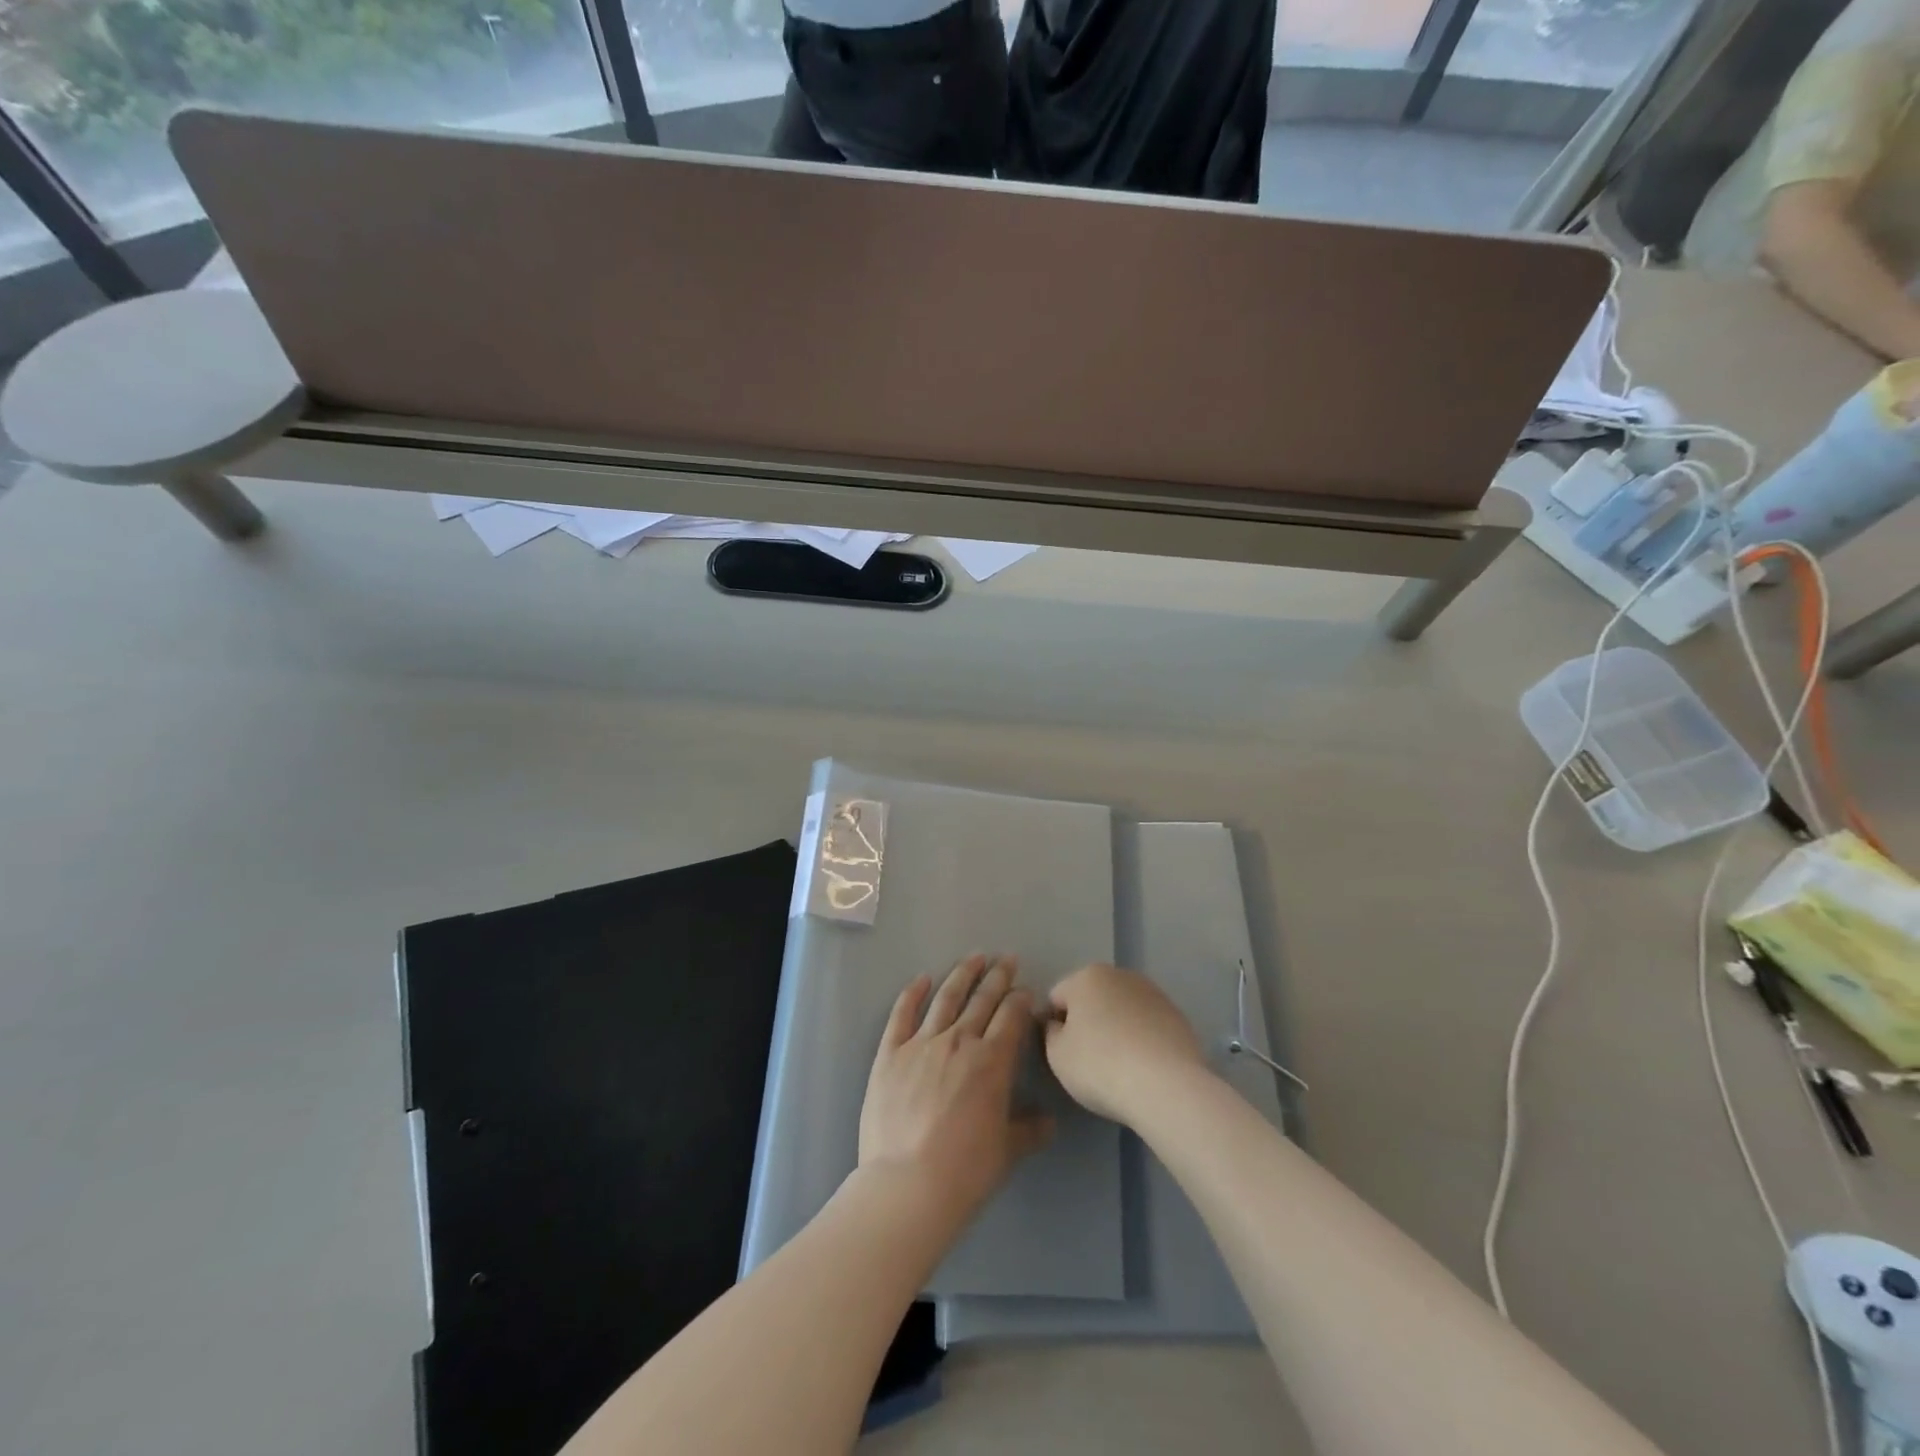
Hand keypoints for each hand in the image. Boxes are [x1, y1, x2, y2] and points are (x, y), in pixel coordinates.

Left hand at [859, 954, 1053, 1218]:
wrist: (908, 1184)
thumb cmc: (965, 1170)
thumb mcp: (1007, 1151)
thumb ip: (1029, 1130)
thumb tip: (1049, 1121)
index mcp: (992, 1061)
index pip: (1012, 1017)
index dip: (1021, 1001)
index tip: (1026, 991)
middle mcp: (959, 1041)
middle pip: (983, 1000)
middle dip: (998, 977)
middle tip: (1007, 959)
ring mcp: (922, 1043)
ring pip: (946, 998)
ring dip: (963, 975)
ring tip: (974, 957)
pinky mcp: (890, 1053)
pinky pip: (902, 1014)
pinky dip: (913, 993)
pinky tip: (921, 979)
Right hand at [1043, 963, 1208, 1124]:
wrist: (1167, 1086)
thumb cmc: (1100, 1066)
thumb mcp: (1057, 1055)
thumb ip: (1051, 1033)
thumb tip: (1060, 1026)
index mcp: (1086, 976)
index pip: (1057, 998)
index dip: (1054, 1026)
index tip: (1062, 1054)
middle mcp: (1120, 975)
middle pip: (1093, 999)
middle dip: (1088, 1023)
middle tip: (1089, 1061)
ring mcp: (1153, 993)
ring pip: (1122, 1010)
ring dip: (1117, 1029)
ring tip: (1120, 1067)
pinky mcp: (1178, 1015)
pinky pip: (1148, 1025)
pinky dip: (1142, 1039)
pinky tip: (1145, 1068)